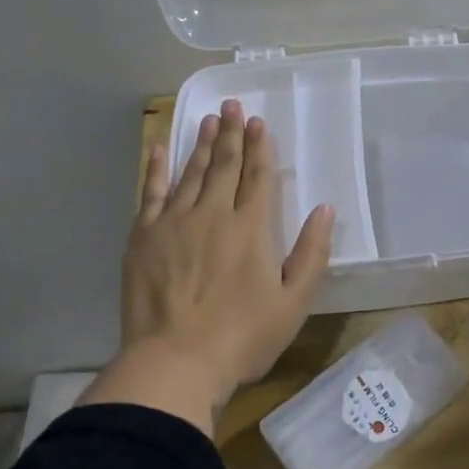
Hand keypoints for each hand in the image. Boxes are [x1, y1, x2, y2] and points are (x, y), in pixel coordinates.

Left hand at [119, 99, 334, 410]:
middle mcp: (213, 214)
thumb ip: (311, 253)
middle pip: (224, 165)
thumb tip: (324, 209)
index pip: (258, 176)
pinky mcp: (144, 237)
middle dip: (231, 133)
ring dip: (201, 144)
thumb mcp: (293, 303)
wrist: (175, 363)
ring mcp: (174, 223)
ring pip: (191, 172)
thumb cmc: (242, 338)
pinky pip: (151, 193)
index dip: (260, 147)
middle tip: (233, 105)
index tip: (259, 122)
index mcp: (250, 229)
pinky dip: (157, 169)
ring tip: (208, 118)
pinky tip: (160, 149)